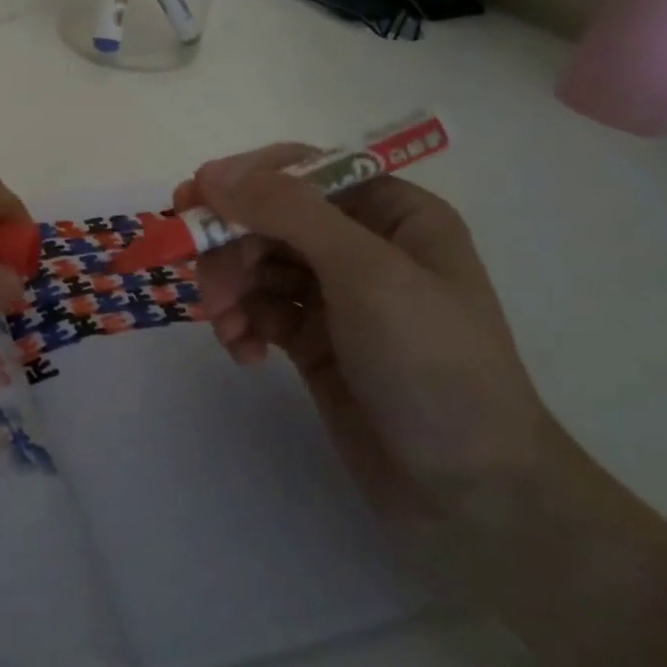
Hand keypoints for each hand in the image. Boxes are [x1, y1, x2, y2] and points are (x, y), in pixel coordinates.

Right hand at [176, 146, 559, 535]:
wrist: (472, 496)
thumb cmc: (432, 364)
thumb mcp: (365, 273)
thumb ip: (288, 212)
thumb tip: (212, 173)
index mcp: (391, 212)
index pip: (302, 170)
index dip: (245, 180)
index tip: (194, 200)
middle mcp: (362, 244)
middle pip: (269, 218)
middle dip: (232, 248)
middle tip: (210, 287)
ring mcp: (336, 294)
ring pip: (256, 263)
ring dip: (230, 288)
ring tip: (227, 326)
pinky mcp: (314, 339)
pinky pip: (259, 309)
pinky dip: (242, 323)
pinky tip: (244, 352)